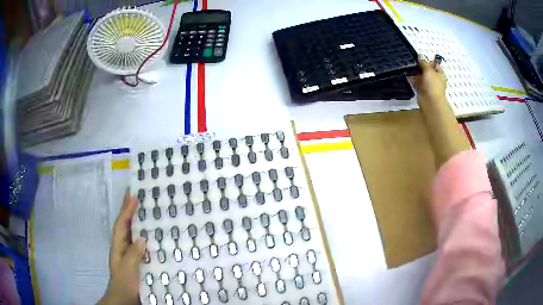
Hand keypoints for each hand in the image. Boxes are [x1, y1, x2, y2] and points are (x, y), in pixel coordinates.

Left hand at [98, 190, 144, 304]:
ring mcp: (127, 253)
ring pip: (130, 232)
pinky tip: (149, 233)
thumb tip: (141, 238)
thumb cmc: (124, 283)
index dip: (126, 210)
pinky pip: (138, 242)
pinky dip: (141, 233)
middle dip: (127, 209)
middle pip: (124, 224)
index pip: (121, 224)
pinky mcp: (135, 259)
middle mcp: (121, 246)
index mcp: (118, 246)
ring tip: (141, 207)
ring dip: (134, 219)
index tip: (133, 196)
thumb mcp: (128, 269)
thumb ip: (133, 254)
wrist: (123, 298)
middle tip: (134, 194)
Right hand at [413, 57, 467, 165]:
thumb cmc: (433, 86)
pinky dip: (412, 78)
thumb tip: (420, 54)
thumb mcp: (428, 71)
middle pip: (427, 69)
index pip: (434, 64)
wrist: (431, 103)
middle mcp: (434, 78)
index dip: (427, 60)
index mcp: (439, 73)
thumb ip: (423, 63)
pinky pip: (416, 81)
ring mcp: (428, 84)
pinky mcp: (421, 89)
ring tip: (407, 64)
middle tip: (411, 59)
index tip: (419, 57)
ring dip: (415, 71)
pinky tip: (406, 73)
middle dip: (420, 65)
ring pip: (421, 75)